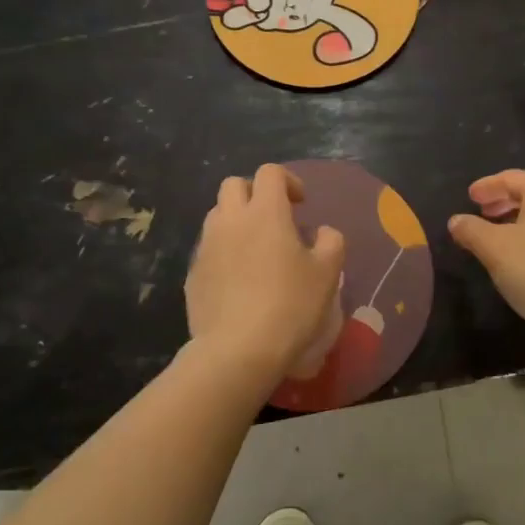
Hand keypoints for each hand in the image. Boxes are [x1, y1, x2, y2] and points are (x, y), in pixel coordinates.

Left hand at [186, 164, 345, 383]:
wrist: (238, 351)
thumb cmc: (290, 305)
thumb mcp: (327, 273)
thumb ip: (331, 242)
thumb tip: (322, 232)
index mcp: (265, 212)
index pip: (270, 173)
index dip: (288, 181)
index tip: (301, 205)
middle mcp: (230, 220)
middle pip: (234, 184)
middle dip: (254, 193)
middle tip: (274, 218)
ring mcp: (206, 246)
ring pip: (217, 215)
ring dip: (236, 220)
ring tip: (255, 248)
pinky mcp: (193, 274)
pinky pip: (208, 249)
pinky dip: (223, 251)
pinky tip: (238, 280)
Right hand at [449, 171, 524, 349]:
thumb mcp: (495, 249)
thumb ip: (471, 230)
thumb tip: (456, 220)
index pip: (510, 178)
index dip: (486, 187)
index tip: (469, 196)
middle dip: (502, 202)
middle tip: (481, 213)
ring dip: (517, 221)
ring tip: (497, 236)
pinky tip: (523, 256)